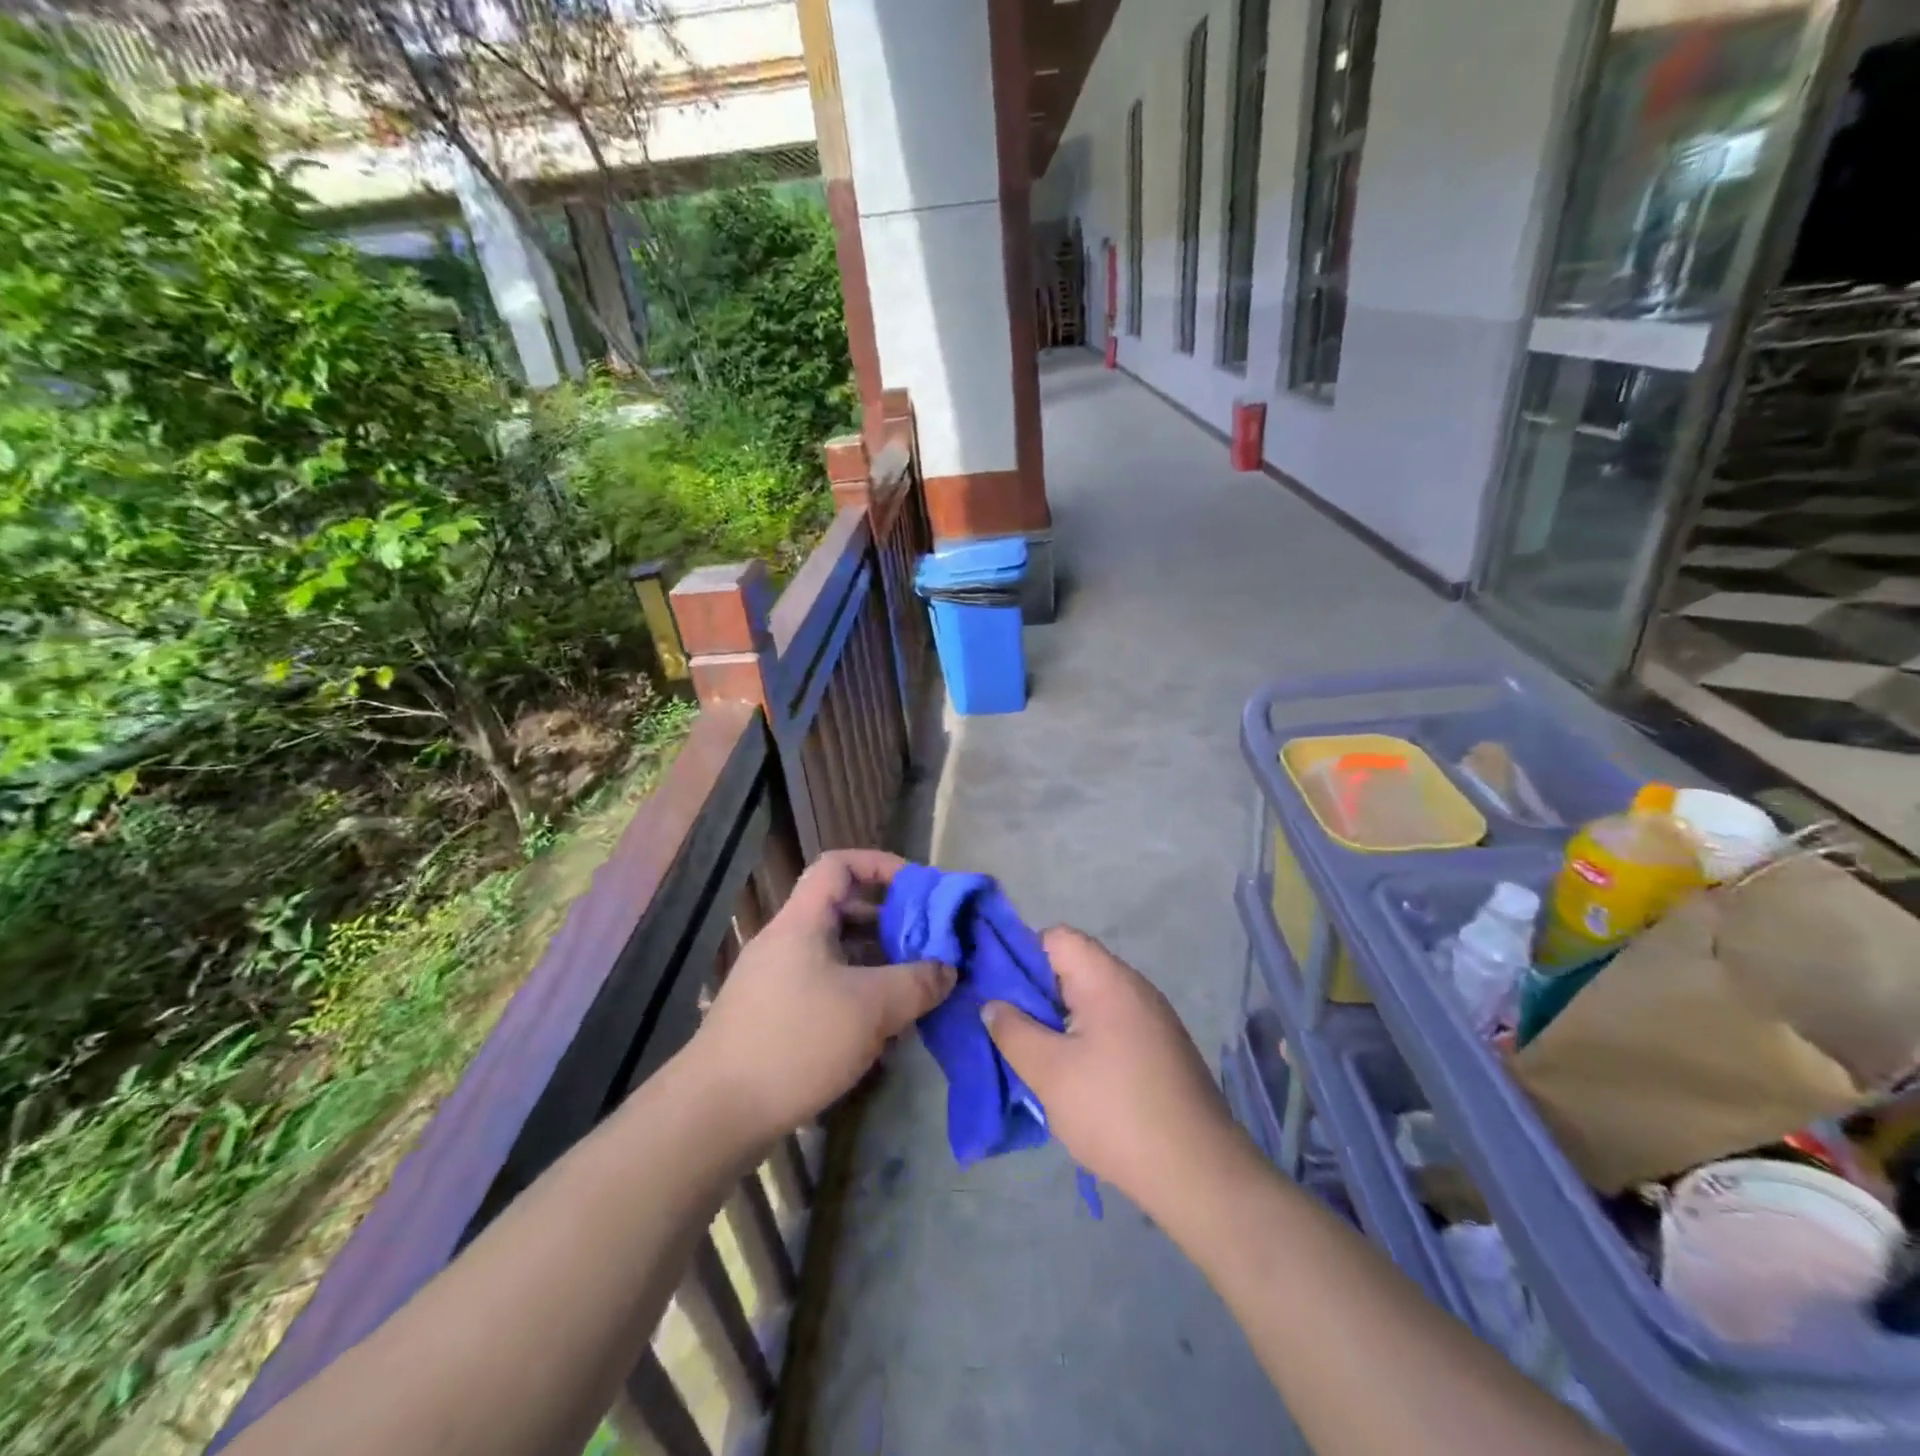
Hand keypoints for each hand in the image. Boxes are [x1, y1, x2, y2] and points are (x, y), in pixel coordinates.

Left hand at [691, 849, 955, 1143]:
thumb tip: (948, 968)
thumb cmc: (796, 1043)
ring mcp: (775, 979)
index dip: (881, 865)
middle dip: (889, 923)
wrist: (715, 1113)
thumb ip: (917, 982)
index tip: (919, 889)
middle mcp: (785, 941)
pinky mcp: (772, 1015)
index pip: (839, 865)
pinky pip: (824, 986)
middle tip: (927, 945)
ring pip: (836, 953)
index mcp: (802, 921)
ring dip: (877, 963)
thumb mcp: (871, 1009)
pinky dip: (856, 994)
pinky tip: (881, 1029)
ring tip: (913, 988)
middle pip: (842, 910)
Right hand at [983, 928, 1246, 1214]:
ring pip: (1091, 1000)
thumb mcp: (1049, 1072)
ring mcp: (1152, 1018)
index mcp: (1107, 979)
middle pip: (1074, 967)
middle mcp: (1133, 987)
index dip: (1022, 955)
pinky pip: (1112, 1025)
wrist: (1199, 1173)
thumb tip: (993, 1004)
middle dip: (1036, 993)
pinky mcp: (1161, 1048)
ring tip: (1035, 1056)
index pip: (1056, 938)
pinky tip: (1073, 1077)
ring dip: (1060, 1021)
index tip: (999, 992)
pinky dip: (1086, 1039)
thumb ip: (1013, 1031)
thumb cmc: (1115, 1111)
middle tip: (1009, 1028)